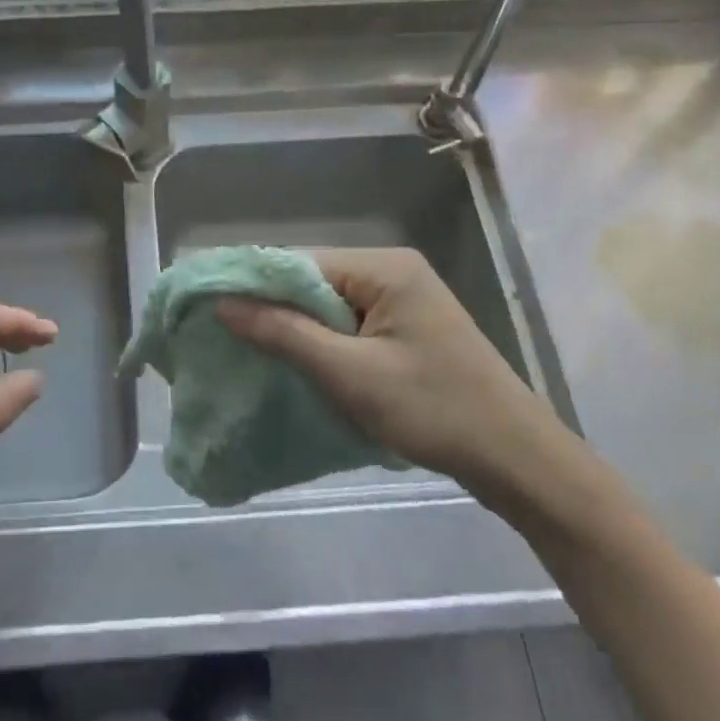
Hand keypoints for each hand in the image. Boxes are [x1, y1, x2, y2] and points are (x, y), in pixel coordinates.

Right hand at [218, 248, 588, 519]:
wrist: (514, 457)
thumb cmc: (433, 409)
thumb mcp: (350, 373)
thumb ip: (284, 333)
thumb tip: (222, 303)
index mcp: (383, 267)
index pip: (298, 262)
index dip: (250, 285)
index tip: (205, 309)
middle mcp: (391, 271)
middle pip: (311, 281)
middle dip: (269, 310)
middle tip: (219, 337)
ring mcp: (401, 300)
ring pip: (326, 306)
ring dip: (292, 330)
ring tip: (245, 353)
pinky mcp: (404, 328)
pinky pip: (346, 325)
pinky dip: (319, 344)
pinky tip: (292, 364)